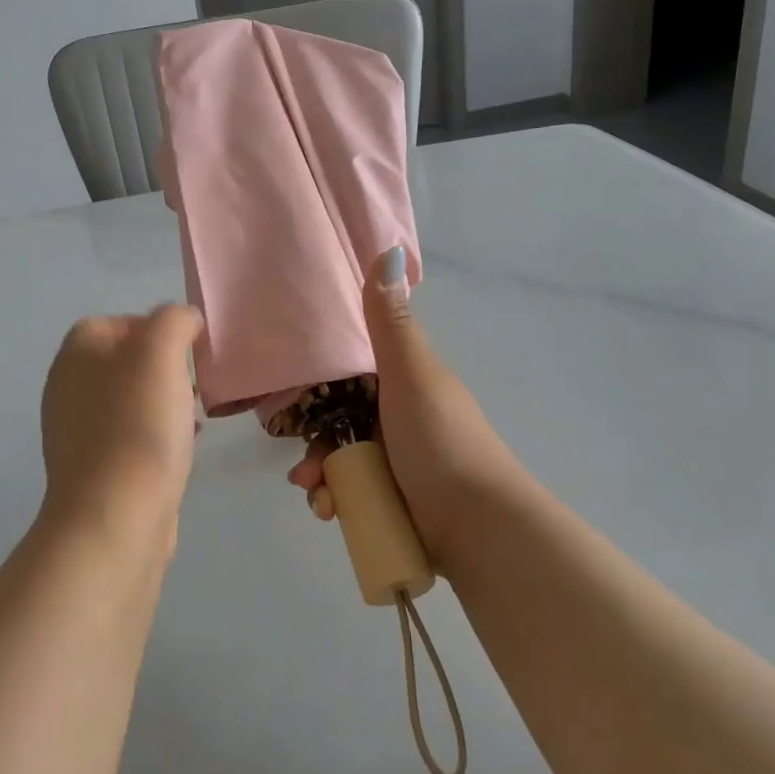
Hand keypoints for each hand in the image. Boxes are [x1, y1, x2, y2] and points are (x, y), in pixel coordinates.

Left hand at [41, 306, 204, 543]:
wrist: (113, 515)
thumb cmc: (138, 424)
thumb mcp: (161, 351)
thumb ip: (174, 320)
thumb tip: (183, 321)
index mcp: (77, 351)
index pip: (122, 321)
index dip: (161, 331)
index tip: (191, 354)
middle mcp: (68, 384)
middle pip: (128, 362)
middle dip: (167, 371)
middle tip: (195, 387)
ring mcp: (76, 428)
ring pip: (133, 400)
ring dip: (166, 404)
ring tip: (193, 421)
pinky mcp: (92, 466)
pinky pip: (131, 436)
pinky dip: (156, 437)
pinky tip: (179, 452)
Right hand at [285, 248, 525, 564]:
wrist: (479, 526)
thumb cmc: (440, 441)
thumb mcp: (411, 375)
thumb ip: (390, 322)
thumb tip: (389, 248)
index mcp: (405, 383)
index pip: (351, 374)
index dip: (320, 385)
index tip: (295, 401)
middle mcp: (400, 419)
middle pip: (339, 422)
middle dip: (316, 443)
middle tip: (305, 465)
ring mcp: (399, 463)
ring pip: (342, 459)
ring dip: (321, 476)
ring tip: (318, 496)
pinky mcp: (395, 500)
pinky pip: (352, 493)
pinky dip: (335, 500)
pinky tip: (329, 511)